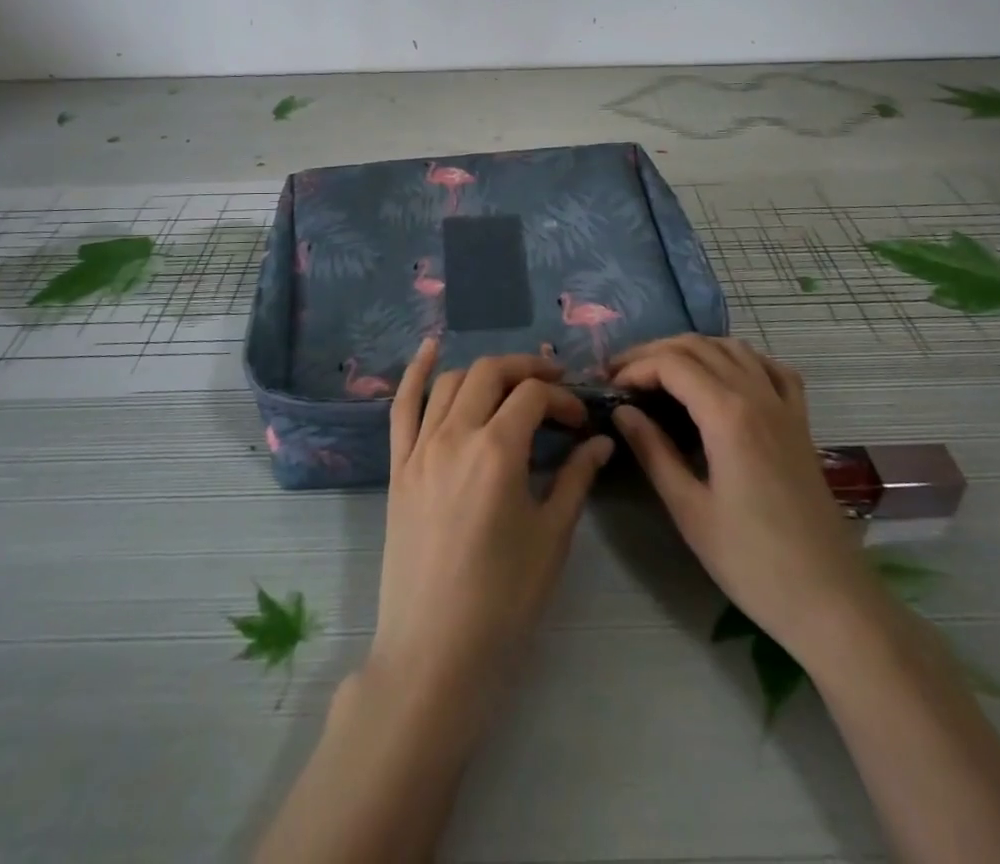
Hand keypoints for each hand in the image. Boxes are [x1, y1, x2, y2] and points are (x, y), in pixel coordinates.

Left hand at [365, 339, 613, 722]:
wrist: (434, 652)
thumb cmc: (503, 600)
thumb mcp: (551, 537)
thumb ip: (575, 478)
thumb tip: (601, 441)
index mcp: (496, 450)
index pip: (533, 397)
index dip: (562, 399)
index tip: (580, 421)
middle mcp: (454, 435)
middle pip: (491, 373)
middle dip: (528, 370)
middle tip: (554, 388)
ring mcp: (419, 448)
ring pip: (452, 383)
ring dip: (485, 373)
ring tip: (511, 384)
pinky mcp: (398, 467)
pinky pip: (401, 406)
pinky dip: (416, 372)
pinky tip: (430, 348)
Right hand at [608, 336, 870, 647]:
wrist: (831, 601)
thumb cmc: (753, 563)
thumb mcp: (690, 510)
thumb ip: (653, 452)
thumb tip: (623, 412)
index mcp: (728, 415)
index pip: (671, 364)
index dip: (635, 368)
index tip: (608, 388)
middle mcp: (757, 396)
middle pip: (699, 346)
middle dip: (654, 352)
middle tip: (622, 375)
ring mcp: (785, 406)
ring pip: (734, 348)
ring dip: (693, 349)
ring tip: (662, 371)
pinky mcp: (801, 423)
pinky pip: (771, 369)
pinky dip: (741, 359)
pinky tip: (725, 376)